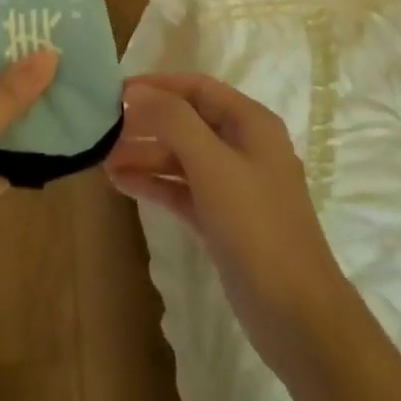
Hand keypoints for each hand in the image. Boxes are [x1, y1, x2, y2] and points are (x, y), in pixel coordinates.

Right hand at [105, 72, 348, 375]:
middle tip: (103, 128)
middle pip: (187, 121)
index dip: (157, 85)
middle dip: (146, 122)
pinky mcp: (224, 220)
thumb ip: (173, 122)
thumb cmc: (256, 227)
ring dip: (145, 154)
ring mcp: (234, 186)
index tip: (114, 90)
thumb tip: (136, 92)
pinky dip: (155, 183)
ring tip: (103, 159)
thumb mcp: (212, 165)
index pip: (197, 88)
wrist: (298, 315)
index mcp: (251, 124)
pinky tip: (122, 183)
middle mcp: (244, 147)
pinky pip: (183, 189)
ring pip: (182, 157)